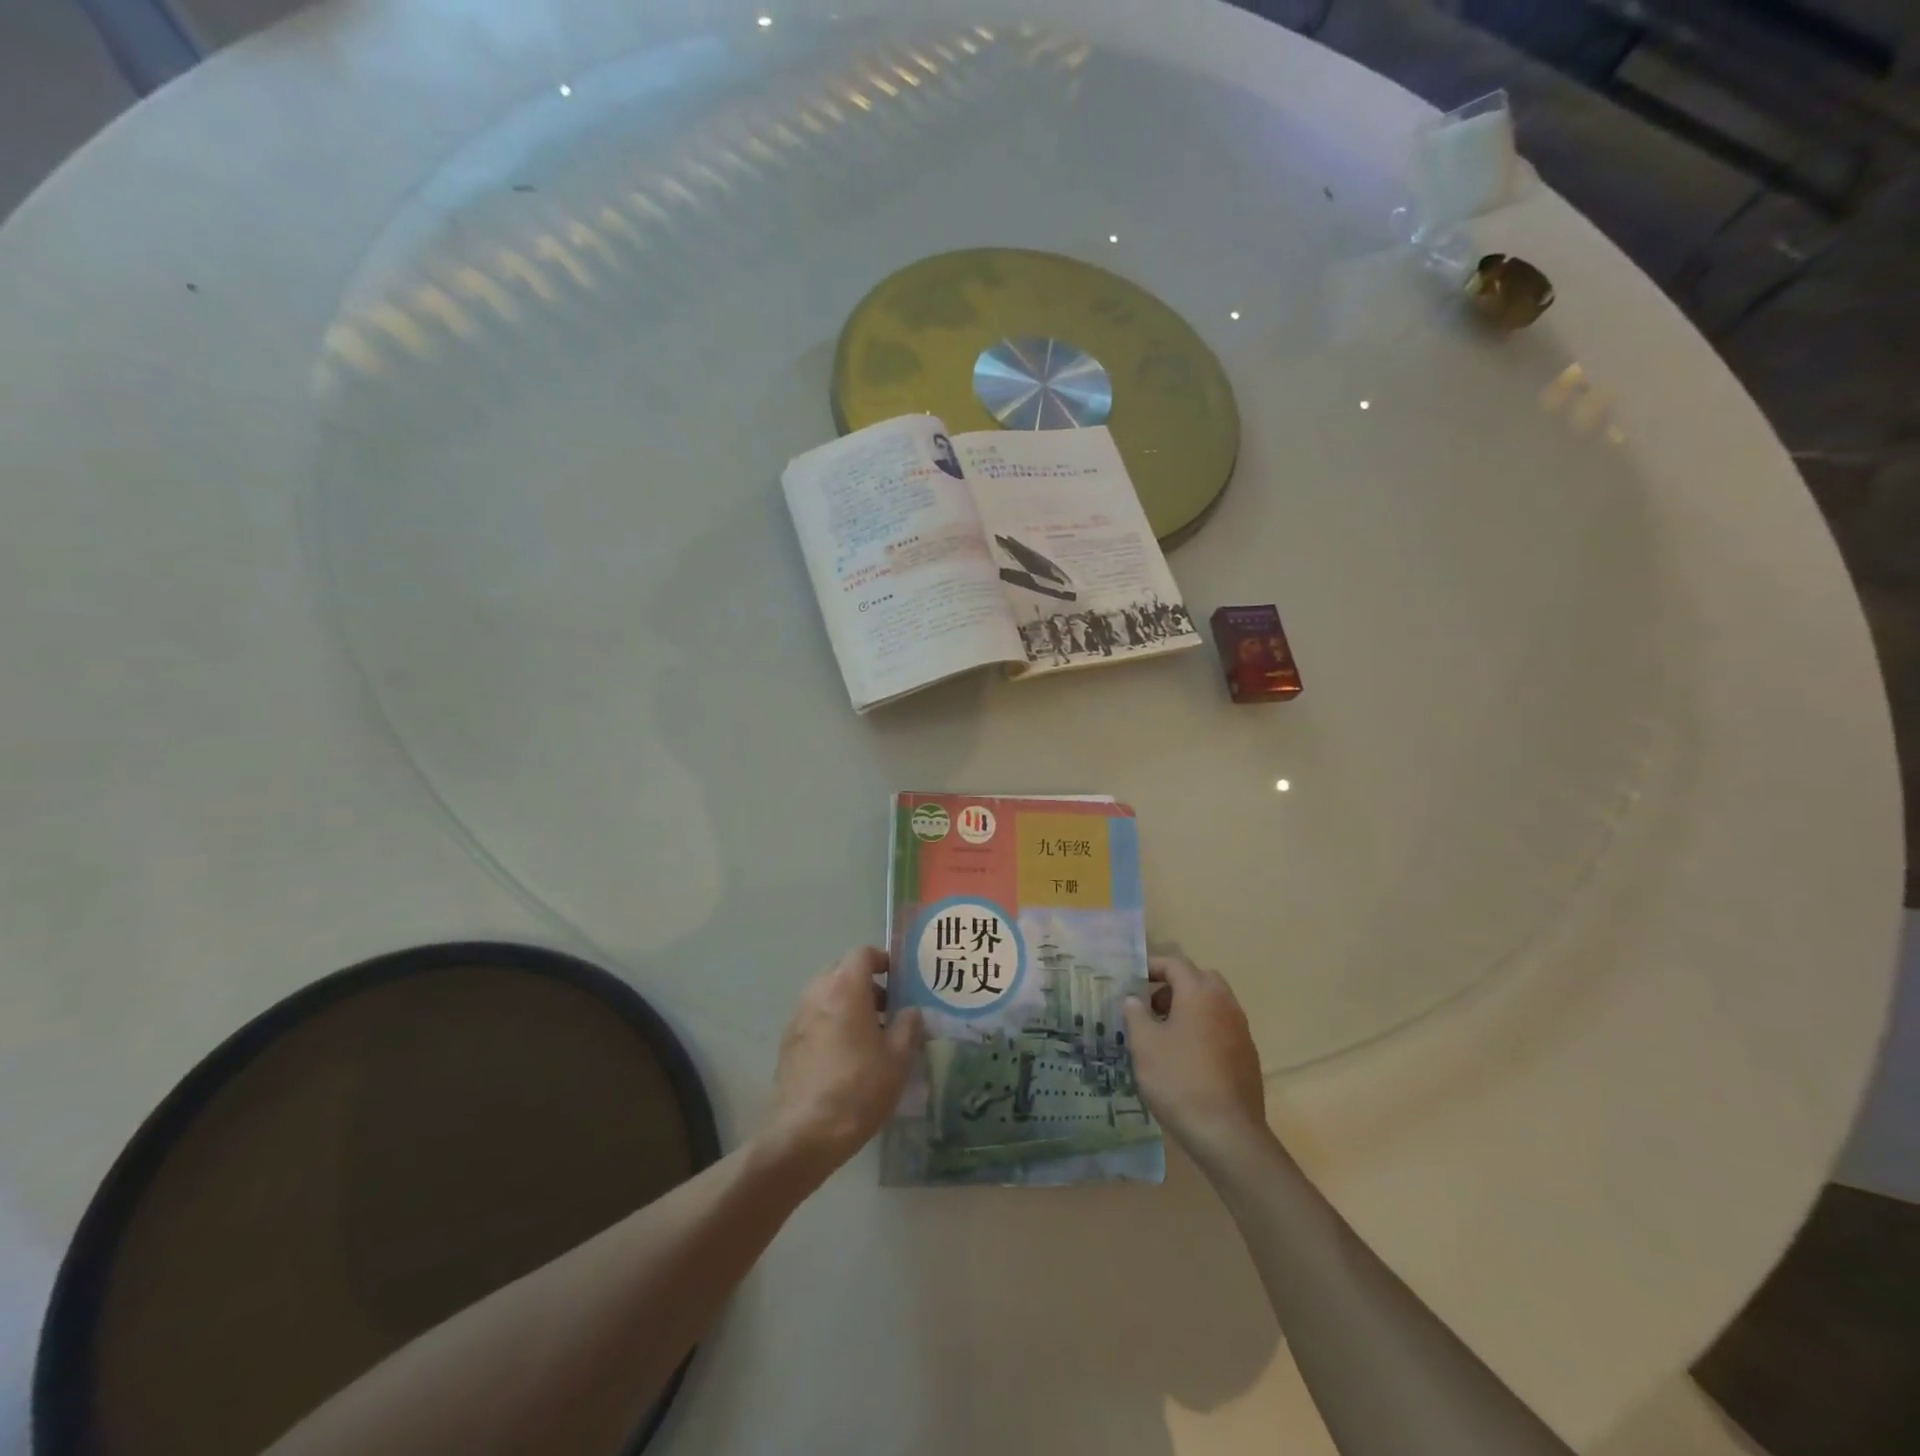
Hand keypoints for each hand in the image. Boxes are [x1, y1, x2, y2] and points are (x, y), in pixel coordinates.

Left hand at [765, 947, 924, 1178]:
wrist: (805, 1133)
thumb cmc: (859, 1089)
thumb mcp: (898, 1059)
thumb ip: (909, 1026)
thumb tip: (911, 1012)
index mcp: (845, 988)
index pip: (862, 953)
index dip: (883, 960)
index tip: (900, 980)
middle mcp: (817, 993)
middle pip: (842, 970)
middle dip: (866, 983)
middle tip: (888, 1009)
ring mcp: (798, 1017)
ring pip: (826, 994)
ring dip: (848, 1003)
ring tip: (869, 1034)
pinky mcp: (787, 1042)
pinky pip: (814, 1017)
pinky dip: (831, 1022)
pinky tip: (845, 1055)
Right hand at [1123, 956, 1267, 1166]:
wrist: (1228, 1134)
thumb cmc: (1179, 1081)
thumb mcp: (1144, 1045)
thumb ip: (1135, 1014)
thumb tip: (1133, 999)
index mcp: (1200, 993)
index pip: (1175, 963)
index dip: (1151, 966)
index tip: (1131, 979)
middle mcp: (1225, 1003)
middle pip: (1198, 979)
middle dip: (1173, 986)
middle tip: (1150, 1006)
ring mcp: (1241, 1029)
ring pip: (1212, 1003)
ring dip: (1188, 1007)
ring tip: (1164, 1033)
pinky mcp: (1247, 1055)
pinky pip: (1221, 1027)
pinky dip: (1203, 1028)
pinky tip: (1186, 1057)